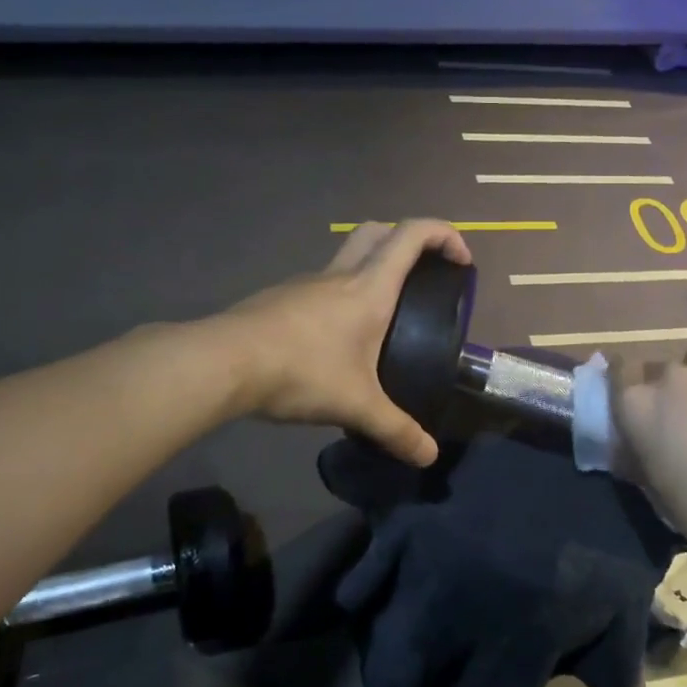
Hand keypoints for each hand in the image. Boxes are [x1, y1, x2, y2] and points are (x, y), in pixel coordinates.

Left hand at [222, 220, 472, 466]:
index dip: (445, 235)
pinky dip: (340, 295)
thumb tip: (428, 456)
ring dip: (371, 268)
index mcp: (369, 287)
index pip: (412, 235)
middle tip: (422, 275)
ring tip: (382, 316)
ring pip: (346, 256)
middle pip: (378, 230)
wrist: (224, 363)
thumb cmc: (301, 371)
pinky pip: (321, 284)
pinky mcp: (280, 298)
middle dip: (408, 240)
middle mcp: (340, 274)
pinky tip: (335, 339)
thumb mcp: (356, 405)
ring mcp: (306, 283)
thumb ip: (396, 430)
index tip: (462, 262)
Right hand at [610, 293, 686, 563]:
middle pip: (656, 371)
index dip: (625, 390)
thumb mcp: (652, 486)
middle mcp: (667, 376)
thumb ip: (634, 448)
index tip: (636, 407)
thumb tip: (625, 435)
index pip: (617, 377)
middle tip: (685, 422)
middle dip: (664, 391)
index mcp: (635, 406)